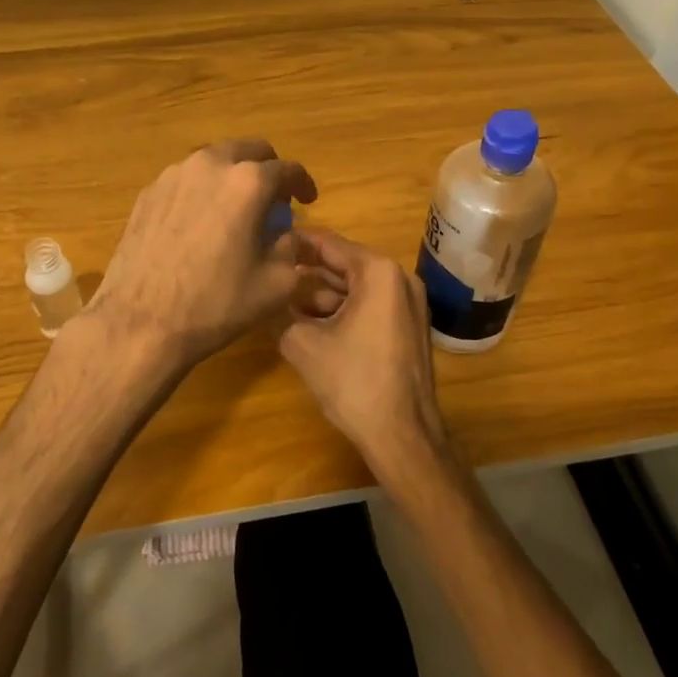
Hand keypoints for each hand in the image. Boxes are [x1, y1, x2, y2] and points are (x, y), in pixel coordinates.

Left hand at [88, 139, 317, 369]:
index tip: (307, 199)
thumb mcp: (276, 285)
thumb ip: (291, 249)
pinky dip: (203, 191)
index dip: (303, 184)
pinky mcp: (148, 193)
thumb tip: (285, 235)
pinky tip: (201, 222)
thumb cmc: (215, 305)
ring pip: (214, 161)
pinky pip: (186, 180)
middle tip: (274, 199)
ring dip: (232, 177)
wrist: (140, 322)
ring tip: (236, 209)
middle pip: (249, 151)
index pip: (287, 169)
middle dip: (267, 170)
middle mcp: (210, 165)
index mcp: (248, 182)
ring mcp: (173, 175)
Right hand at [277, 229, 452, 476]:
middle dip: (307, 272)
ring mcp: (410, 304)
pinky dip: (343, 310)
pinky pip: (370, 305)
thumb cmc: (353, 381)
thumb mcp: (302, 343)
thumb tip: (269, 299)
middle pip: (344, 265)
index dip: (296, 242)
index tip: (267, 241)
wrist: (402, 434)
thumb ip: (281, 311)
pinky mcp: (409, 327)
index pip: (329, 244)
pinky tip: (312, 324)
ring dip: (322, 295)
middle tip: (271, 274)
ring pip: (356, 287)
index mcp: (378, 272)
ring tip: (285, 303)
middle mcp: (399, 278)